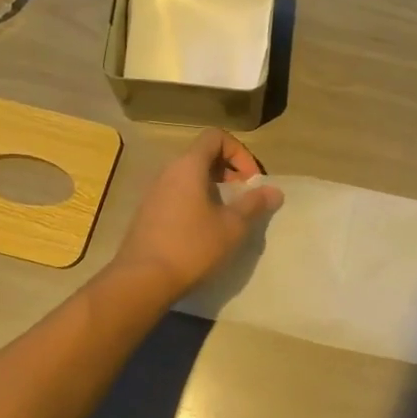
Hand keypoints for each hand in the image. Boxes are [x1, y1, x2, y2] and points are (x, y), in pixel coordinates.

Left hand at [111, 128, 283, 301]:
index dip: (239, 152)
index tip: (251, 180)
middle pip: (203, 156)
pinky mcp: (148, 213)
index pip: (216, 136)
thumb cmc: (192, 246)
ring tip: (228, 216)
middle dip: (229, 171)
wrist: (142, 280)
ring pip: (190, 177)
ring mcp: (154, 192)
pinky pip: (177, 194)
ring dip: (214, 189)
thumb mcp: (232, 226)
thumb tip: (274, 191)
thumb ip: (254, 204)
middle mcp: (168, 172)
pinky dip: (196, 201)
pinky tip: (205, 230)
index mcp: (188, 166)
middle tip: (244, 198)